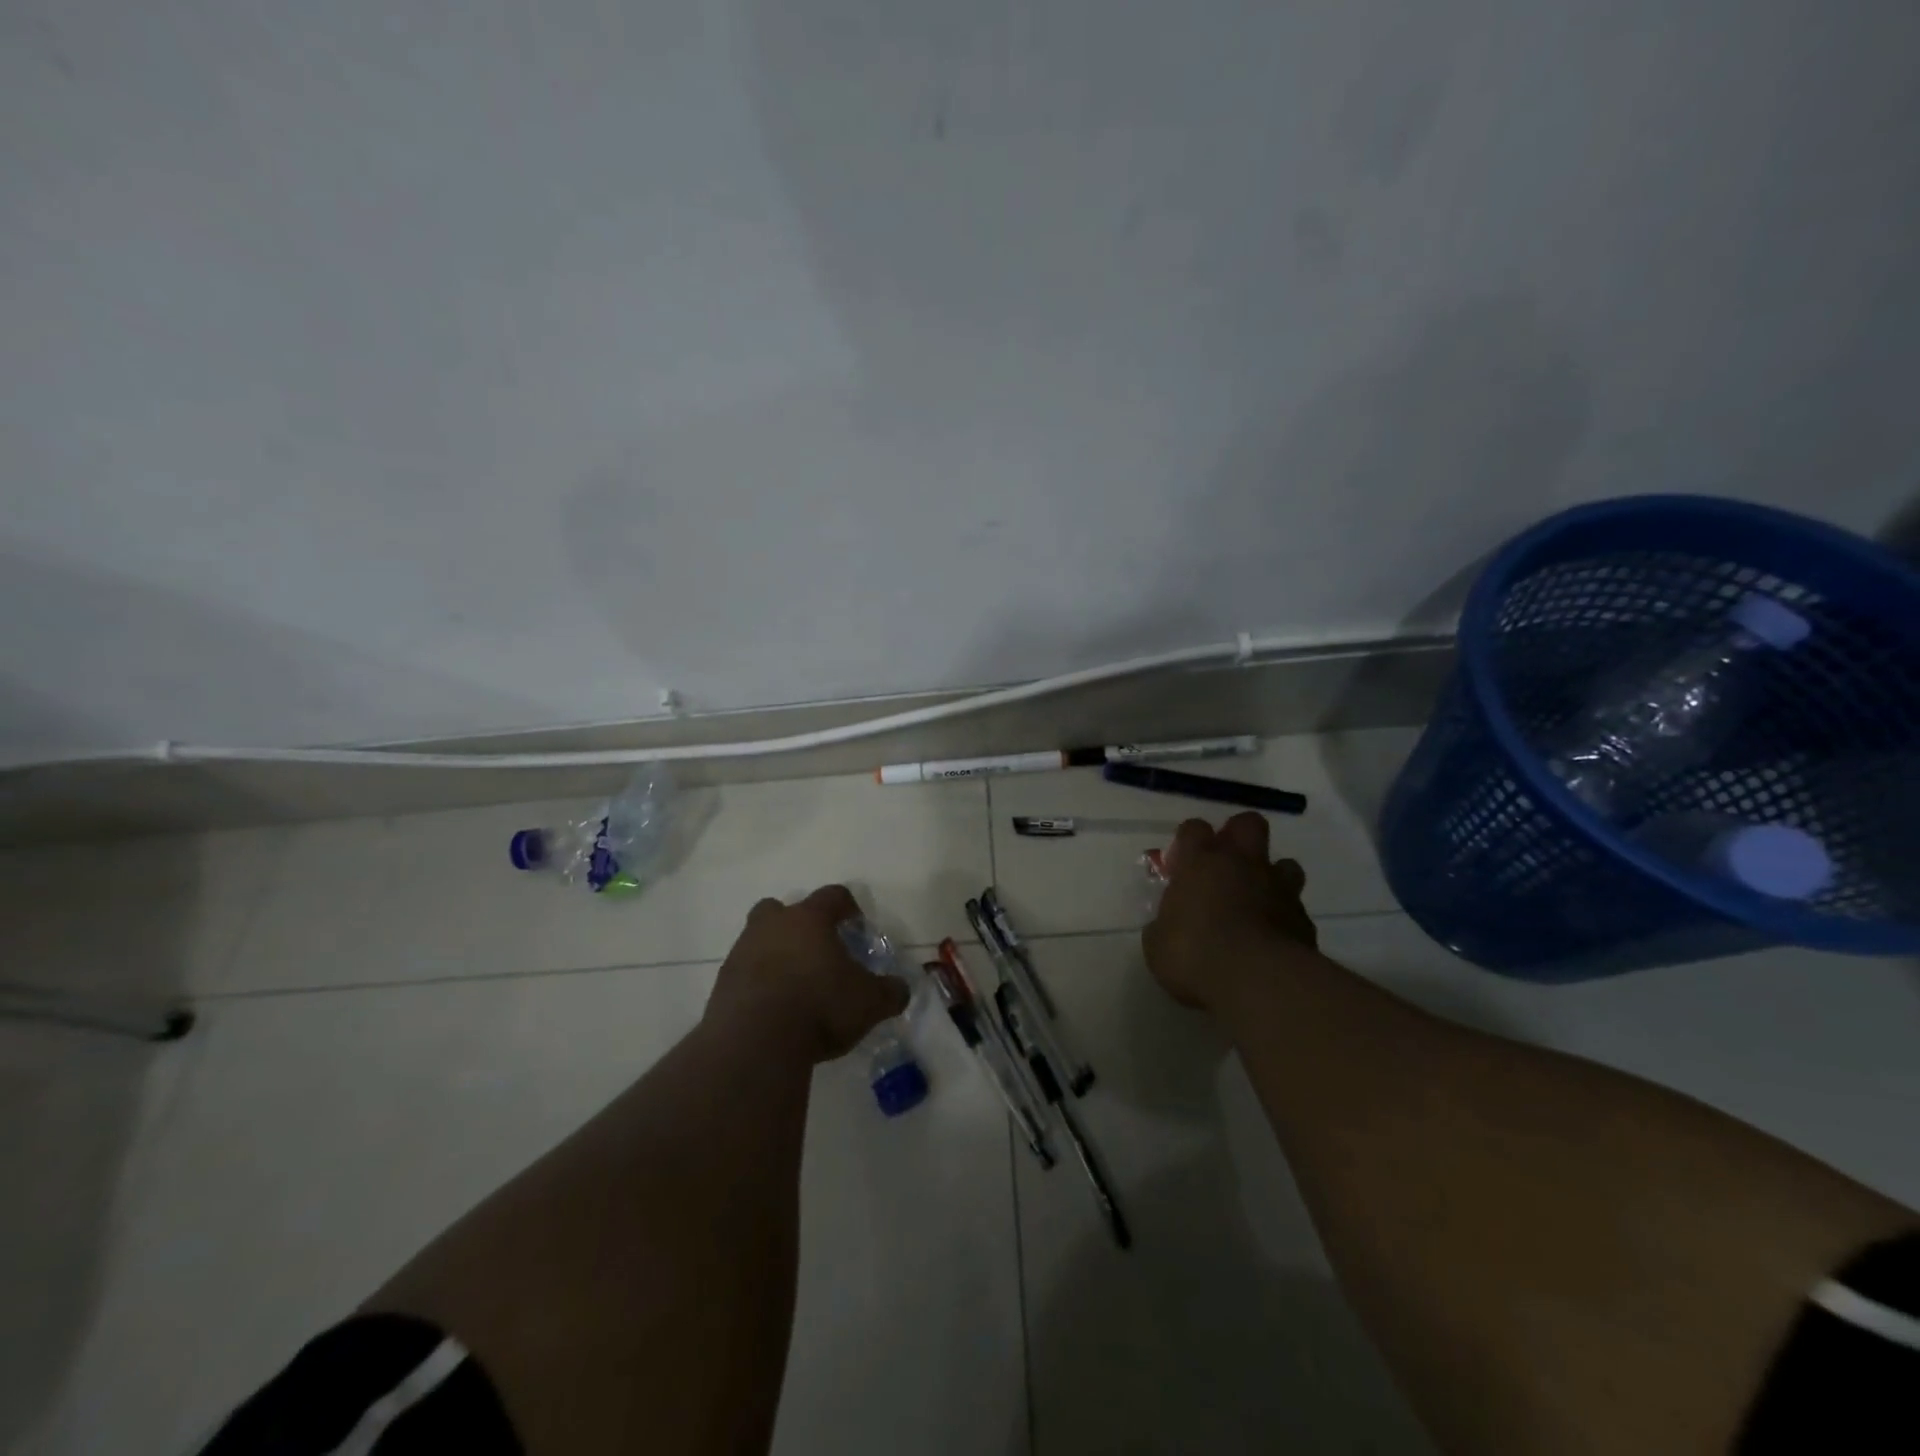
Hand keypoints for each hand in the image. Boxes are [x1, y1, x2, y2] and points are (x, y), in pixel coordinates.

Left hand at [706, 885, 910, 1062]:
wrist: (754, 1042)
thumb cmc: (819, 1007)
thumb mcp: (869, 1003)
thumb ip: (890, 992)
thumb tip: (900, 989)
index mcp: (810, 919)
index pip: (833, 896)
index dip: (848, 907)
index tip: (857, 926)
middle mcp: (773, 926)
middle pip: (782, 909)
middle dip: (798, 924)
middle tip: (816, 950)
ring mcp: (742, 952)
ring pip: (758, 939)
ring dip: (775, 954)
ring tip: (794, 985)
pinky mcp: (722, 984)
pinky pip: (744, 973)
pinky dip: (758, 984)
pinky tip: (773, 1009)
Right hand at [1143, 812, 1318, 1011]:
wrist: (1258, 981)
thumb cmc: (1195, 954)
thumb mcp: (1158, 945)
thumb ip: (1162, 927)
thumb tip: (1165, 927)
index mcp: (1201, 862)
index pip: (1194, 828)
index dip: (1188, 840)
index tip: (1182, 861)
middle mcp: (1242, 864)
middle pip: (1248, 824)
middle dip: (1238, 836)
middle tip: (1225, 863)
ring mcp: (1278, 889)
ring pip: (1284, 864)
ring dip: (1271, 876)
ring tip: (1256, 900)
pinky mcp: (1304, 920)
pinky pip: (1296, 908)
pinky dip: (1284, 917)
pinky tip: (1272, 938)